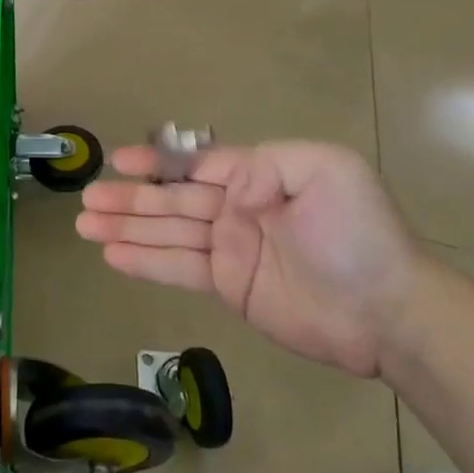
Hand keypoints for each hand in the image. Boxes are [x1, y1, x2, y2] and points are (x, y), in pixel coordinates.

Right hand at [76, 142, 423, 378]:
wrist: (388, 312)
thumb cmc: (359, 235)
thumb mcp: (328, 172)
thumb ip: (266, 164)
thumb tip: (223, 186)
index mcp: (259, 177)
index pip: (197, 164)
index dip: (156, 162)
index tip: (118, 160)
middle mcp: (238, 209)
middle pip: (172, 200)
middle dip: (129, 198)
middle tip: (86, 199)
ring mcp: (231, 250)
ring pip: (168, 234)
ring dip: (126, 229)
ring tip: (85, 225)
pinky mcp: (229, 287)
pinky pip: (178, 269)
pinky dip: (145, 262)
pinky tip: (113, 256)